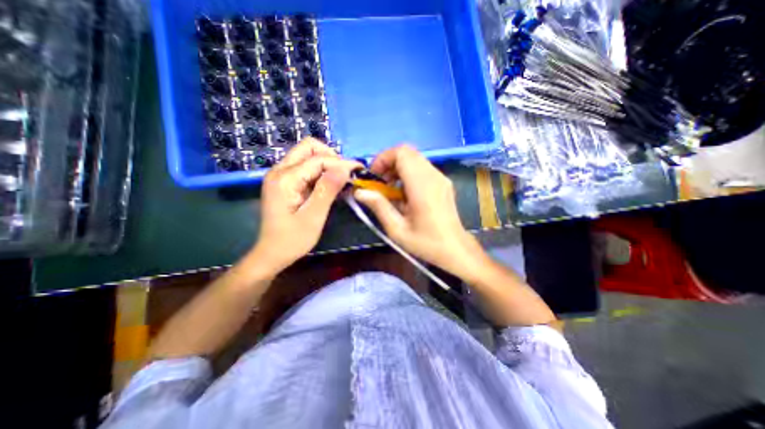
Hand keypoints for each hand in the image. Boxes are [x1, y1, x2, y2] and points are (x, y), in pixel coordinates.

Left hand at [250, 138, 360, 273]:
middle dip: (331, 156)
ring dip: (326, 163)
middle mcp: (279, 170)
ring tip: (340, 179)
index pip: (318, 159)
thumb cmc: (292, 240)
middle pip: (308, 147)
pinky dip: (319, 171)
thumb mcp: (313, 217)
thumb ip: (327, 189)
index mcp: (285, 179)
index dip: (341, 163)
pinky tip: (328, 184)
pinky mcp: (283, 181)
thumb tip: (345, 168)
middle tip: (345, 174)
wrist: (271, 253)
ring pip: (306, 155)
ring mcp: (279, 175)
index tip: (359, 170)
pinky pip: (304, 166)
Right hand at [353, 144, 483, 277]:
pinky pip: (422, 168)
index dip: (383, 159)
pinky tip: (405, 194)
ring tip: (391, 190)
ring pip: (415, 159)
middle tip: (380, 183)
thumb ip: (379, 207)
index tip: (374, 176)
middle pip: (408, 153)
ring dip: (398, 168)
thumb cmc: (426, 243)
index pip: (402, 153)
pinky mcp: (443, 182)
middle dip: (389, 163)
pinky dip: (408, 174)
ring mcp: (440, 178)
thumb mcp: (397, 230)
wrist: (455, 249)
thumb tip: (360, 192)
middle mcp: (433, 176)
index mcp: (422, 186)